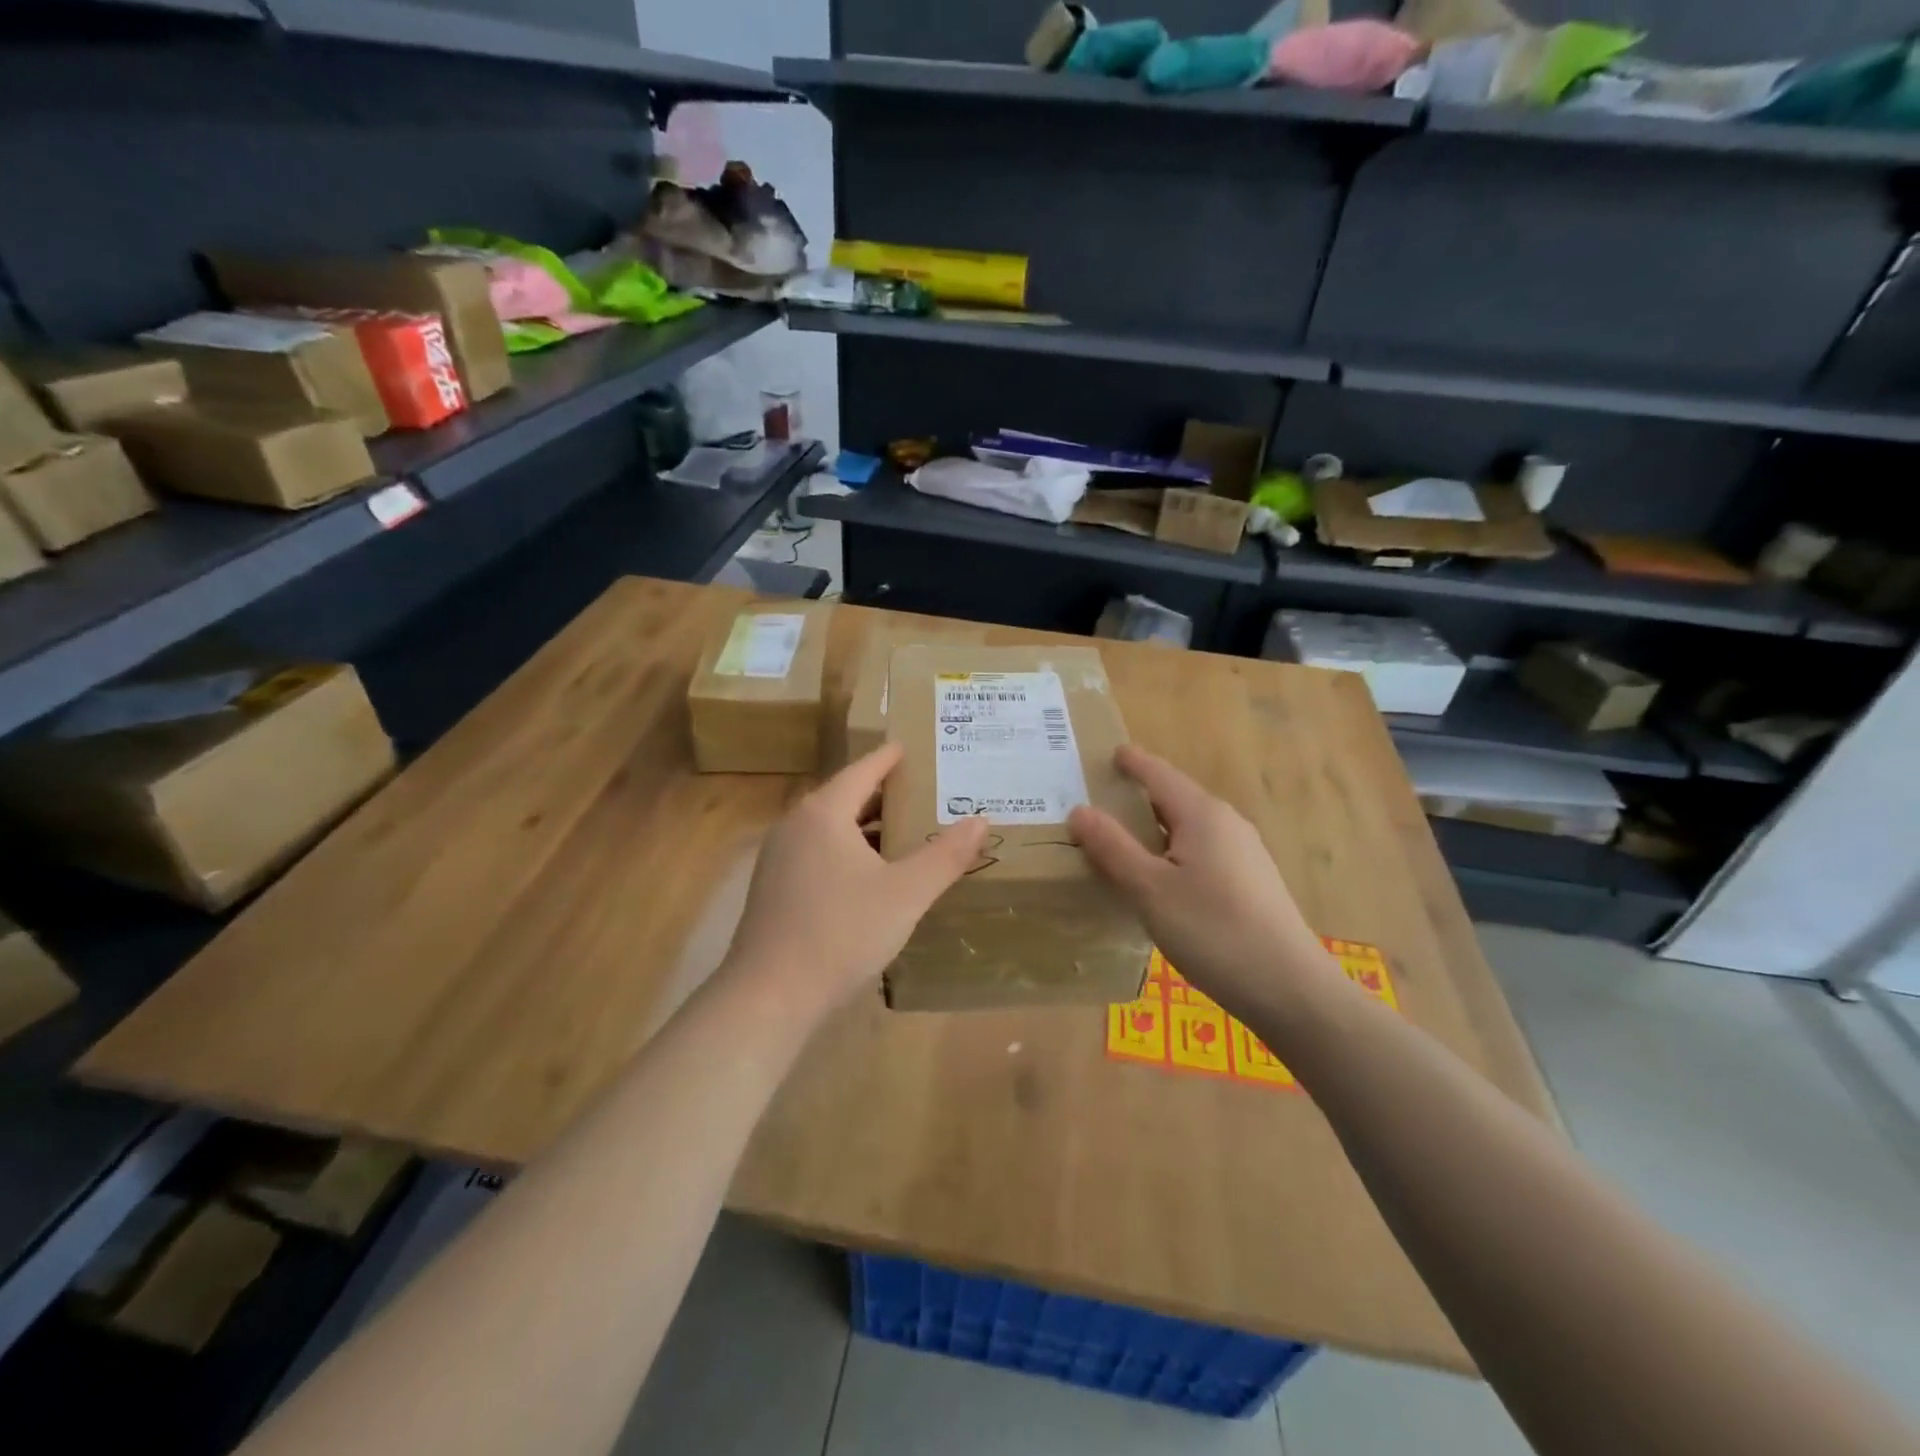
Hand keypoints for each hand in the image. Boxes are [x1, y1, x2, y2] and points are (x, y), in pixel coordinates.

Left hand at [723, 744, 989, 1017]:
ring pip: (831, 828)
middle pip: (846, 796)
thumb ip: (945, 855)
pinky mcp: (774, 887)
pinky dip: (849, 850)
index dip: (891, 758)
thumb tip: (980, 820)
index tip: (914, 747)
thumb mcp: (906, 894)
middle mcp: (796, 825)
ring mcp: (779, 857)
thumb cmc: (842, 933)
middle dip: (885, 793)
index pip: (863, 770)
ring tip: (908, 830)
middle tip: (926, 791)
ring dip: (868, 826)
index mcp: (824, 813)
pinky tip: (873, 874)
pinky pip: (819, 852)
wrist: (769, 997)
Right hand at [1068, 746, 1338, 1025]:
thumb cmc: (1213, 931)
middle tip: (1099, 801)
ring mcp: (1244, 854)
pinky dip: (1172, 852)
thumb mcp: (1150, 890)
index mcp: (1202, 815)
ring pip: (1188, 828)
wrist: (1290, 990)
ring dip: (1154, 828)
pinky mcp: (1250, 883)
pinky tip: (1159, 879)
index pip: (1159, 774)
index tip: (1110, 753)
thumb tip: (1079, 810)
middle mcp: (1227, 824)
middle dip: (1139, 796)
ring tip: (1121, 840)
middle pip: (1175, 798)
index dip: (1132, 763)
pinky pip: (1201, 852)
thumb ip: (1113, 848)